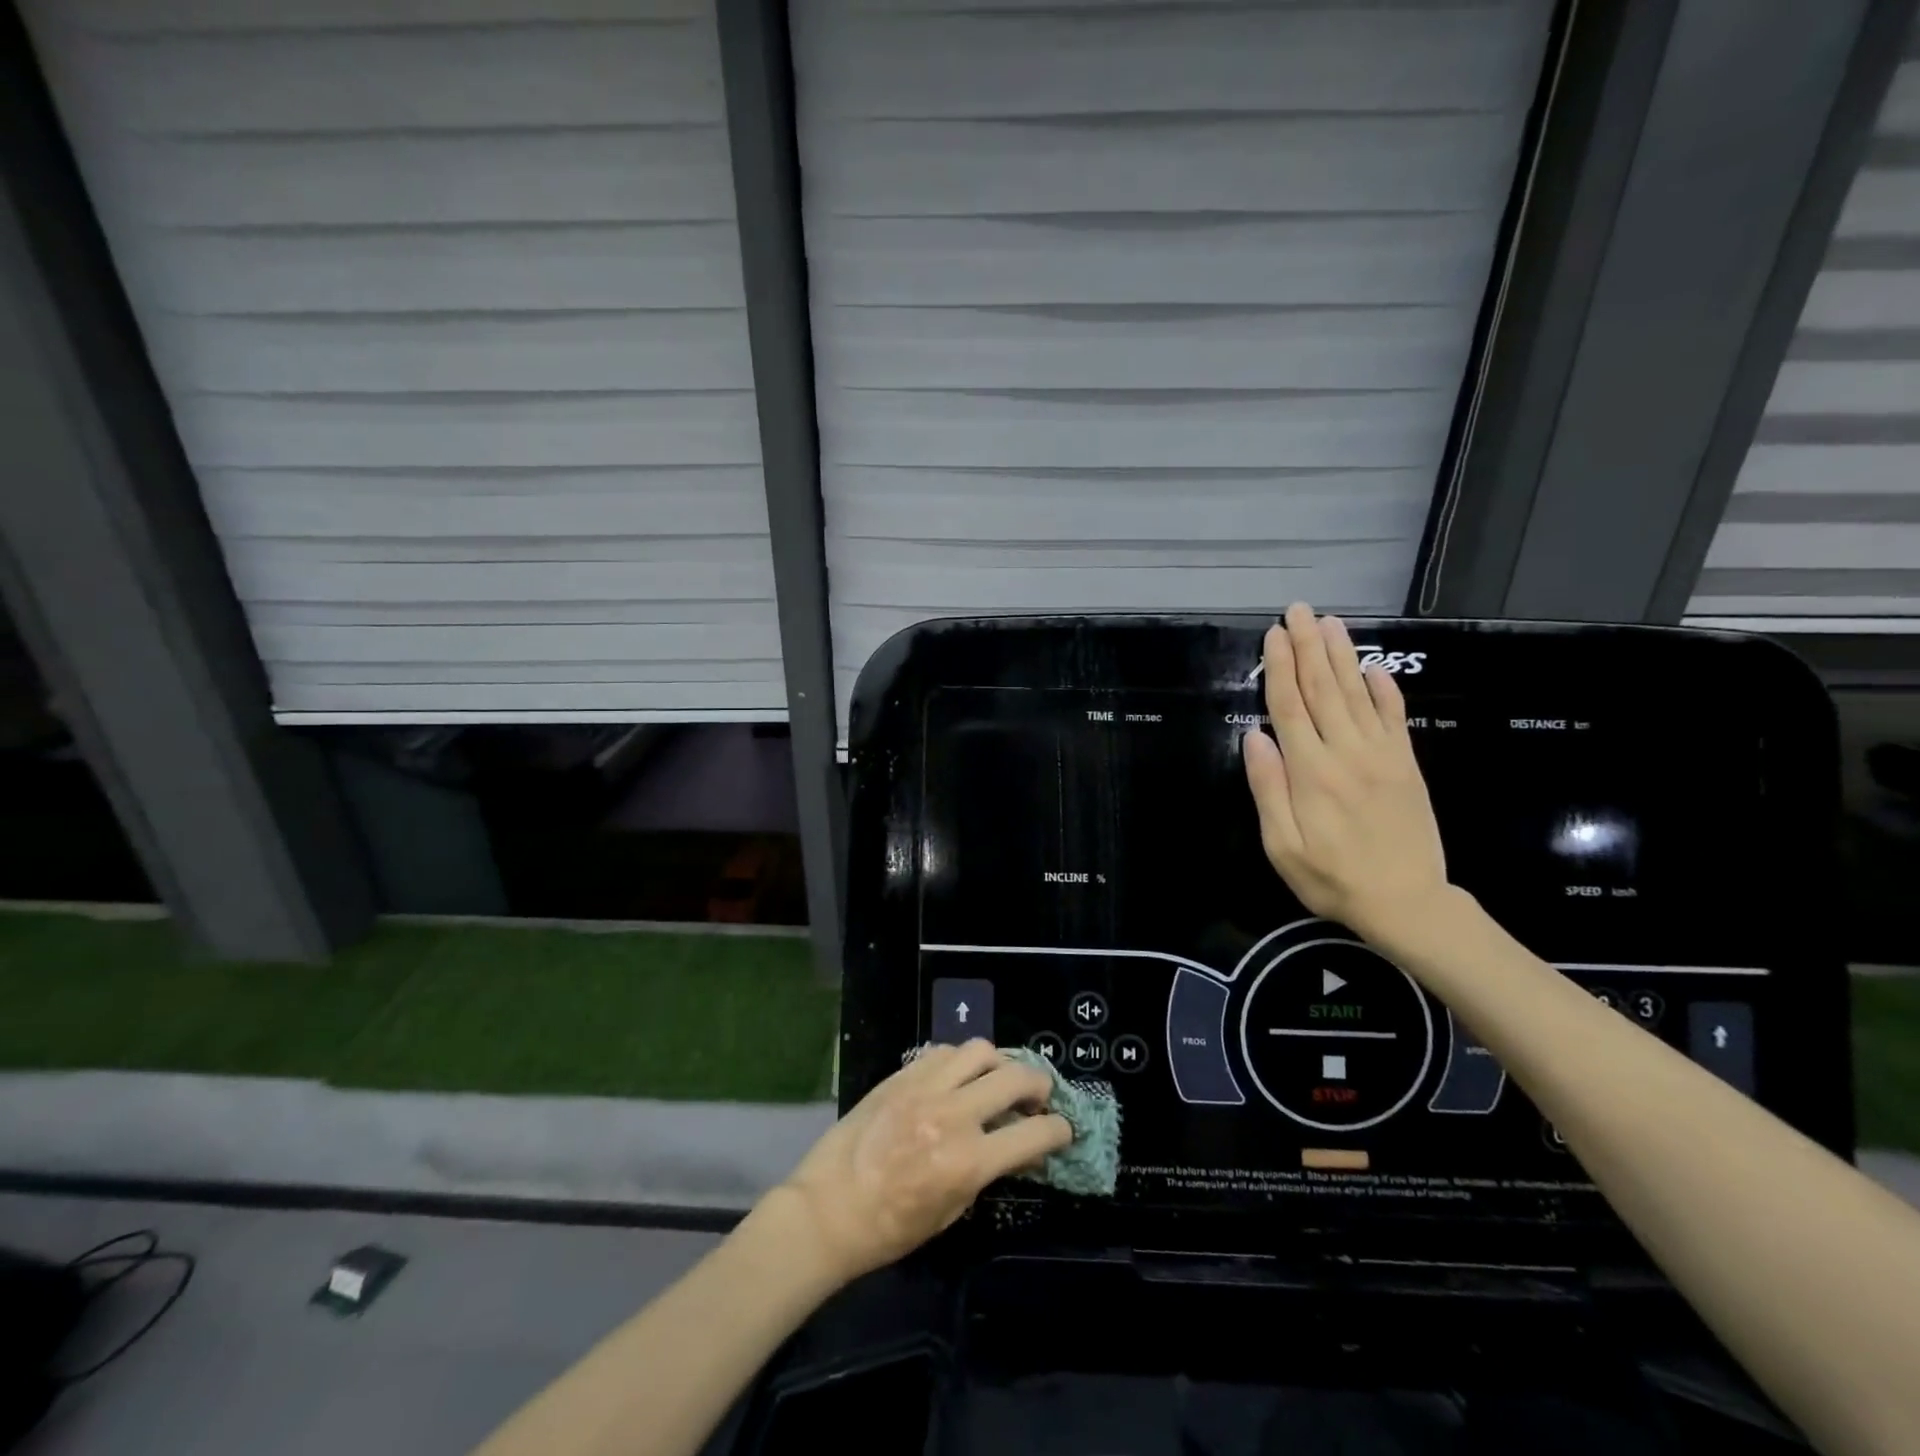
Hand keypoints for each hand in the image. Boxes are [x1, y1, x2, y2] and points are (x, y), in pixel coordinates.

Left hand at [775, 1041, 1070, 1286]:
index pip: (1033, 1134)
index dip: (1058, 1130)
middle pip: (1015, 1077)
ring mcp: (925, 1088)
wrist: (829, 1208)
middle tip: (1038, 1096)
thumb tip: (1017, 1145)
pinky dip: (961, 1060)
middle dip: (1039, 1084)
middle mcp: (953, 1115)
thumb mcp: (951, 1211)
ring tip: (997, 1079)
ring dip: (999, 1063)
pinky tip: (958, 1077)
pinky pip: (944, 1051)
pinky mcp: (902, 1074)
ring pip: (980, 1050)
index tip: (1062, 1129)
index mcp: (968, 1161)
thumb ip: (987, 1171)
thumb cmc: (891, 1227)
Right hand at [1242, 603, 1449, 946]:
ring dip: (1341, 655)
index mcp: (1311, 772)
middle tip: (1298, 610)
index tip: (1273, 634)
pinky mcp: (1405, 764)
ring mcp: (1381, 755)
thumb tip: (1254, 736)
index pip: (1290, 706)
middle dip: (1308, 646)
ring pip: (1356, 694)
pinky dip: (1383, 688)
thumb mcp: (1282, 845)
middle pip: (1323, 688)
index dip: (1279, 667)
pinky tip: (1373, 667)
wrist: (1407, 902)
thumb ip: (1268, 788)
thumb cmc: (1332, 878)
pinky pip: (1394, 717)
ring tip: (1330, 621)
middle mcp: (1346, 752)